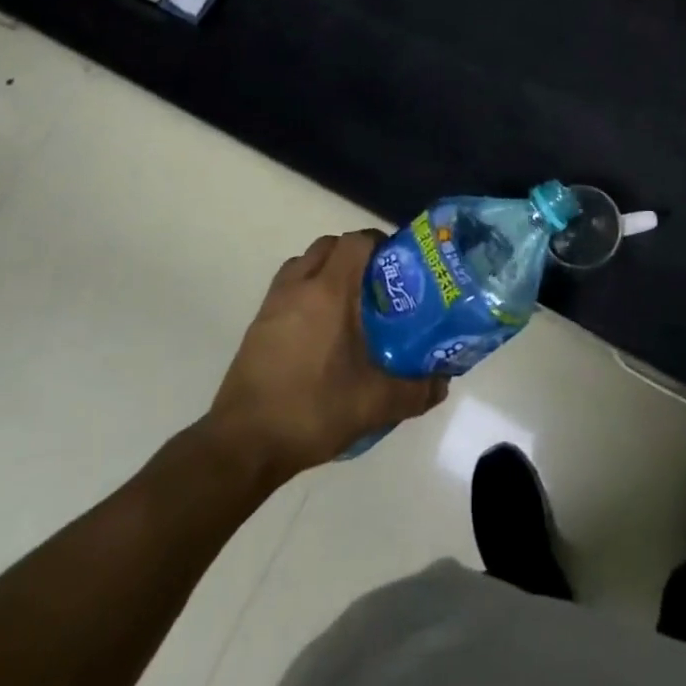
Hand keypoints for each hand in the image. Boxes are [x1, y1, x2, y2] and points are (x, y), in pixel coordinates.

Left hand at [204, 231, 446, 482]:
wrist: (242, 445)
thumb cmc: (311, 409)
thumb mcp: (374, 404)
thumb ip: (415, 391)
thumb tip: (443, 383)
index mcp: (329, 291)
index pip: (356, 241)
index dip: (380, 243)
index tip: (398, 265)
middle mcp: (299, 286)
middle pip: (329, 245)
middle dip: (354, 254)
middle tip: (377, 284)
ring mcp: (273, 304)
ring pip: (304, 264)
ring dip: (326, 270)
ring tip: (348, 303)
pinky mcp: (257, 326)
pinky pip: (287, 289)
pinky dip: (306, 293)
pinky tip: (320, 331)